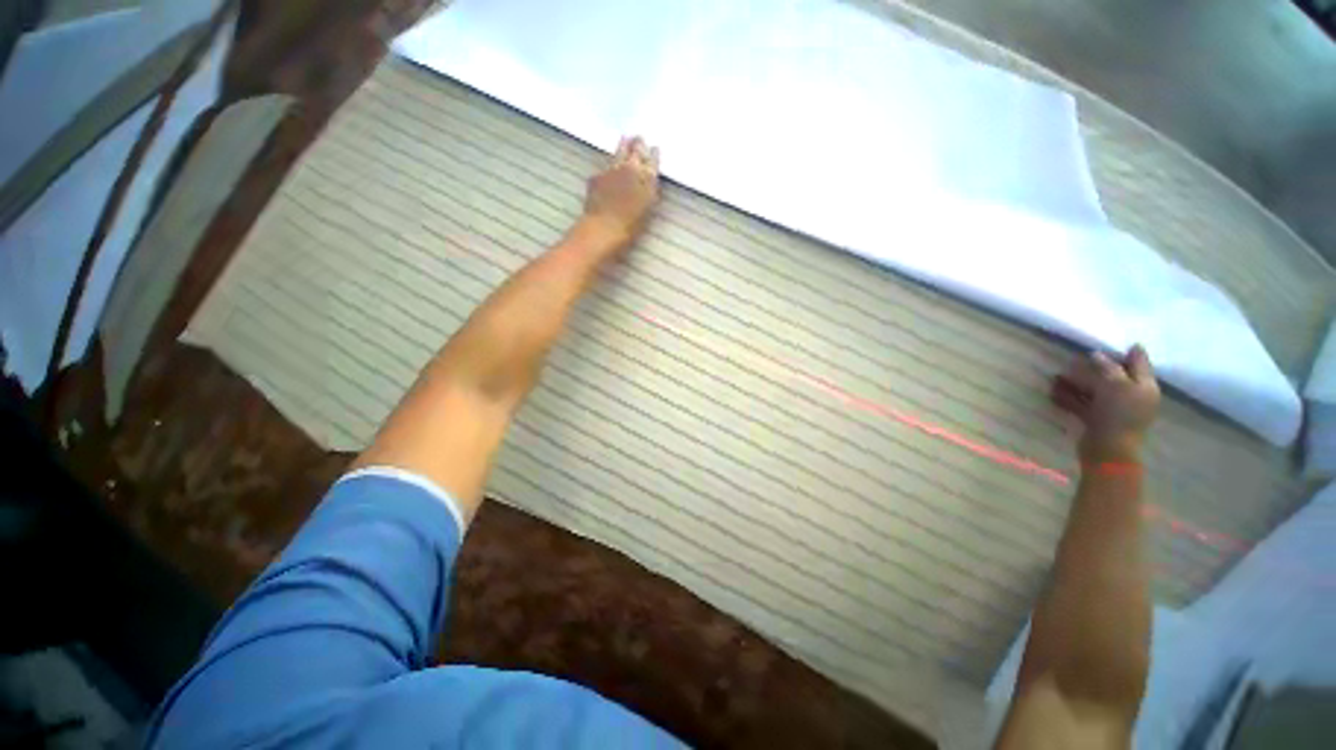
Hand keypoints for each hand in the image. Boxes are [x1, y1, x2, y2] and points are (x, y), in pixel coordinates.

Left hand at [581, 136, 660, 250]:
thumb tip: (650, 181)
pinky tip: (610, 166)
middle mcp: (632, 168)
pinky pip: (607, 164)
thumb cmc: (631, 227)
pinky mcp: (598, 174)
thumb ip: (649, 191)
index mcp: (648, 178)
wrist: (604, 228)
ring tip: (626, 138)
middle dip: (639, 143)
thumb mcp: (648, 209)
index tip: (654, 148)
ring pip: (620, 150)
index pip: (653, 160)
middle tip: (640, 138)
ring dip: (624, 145)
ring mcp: (613, 168)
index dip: (654, 154)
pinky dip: (611, 163)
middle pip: (637, 149)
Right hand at [1052, 345, 1159, 463]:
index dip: (1131, 353)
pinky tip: (1054, 392)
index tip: (1118, 342)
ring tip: (1057, 375)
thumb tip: (1097, 354)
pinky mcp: (1097, 419)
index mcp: (1144, 387)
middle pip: (1114, 376)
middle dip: (1095, 367)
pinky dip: (1069, 397)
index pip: (1139, 364)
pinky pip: (1082, 403)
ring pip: (1094, 390)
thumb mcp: (1116, 385)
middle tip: (1077, 357)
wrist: (1108, 449)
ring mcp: (1113, 409)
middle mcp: (1132, 396)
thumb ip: (1108, 368)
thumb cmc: (1118, 414)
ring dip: (1077, 382)